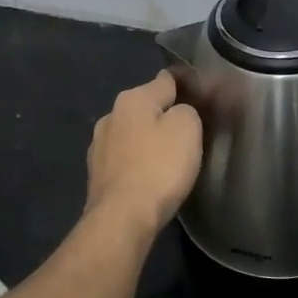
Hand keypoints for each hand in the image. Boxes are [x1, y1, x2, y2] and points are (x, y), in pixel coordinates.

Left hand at [83, 71, 202, 236]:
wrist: (122, 217)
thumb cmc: (159, 167)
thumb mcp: (187, 128)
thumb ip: (187, 110)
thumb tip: (177, 113)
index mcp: (132, 99)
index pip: (165, 80)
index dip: (185, 85)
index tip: (200, 95)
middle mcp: (109, 116)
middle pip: (145, 108)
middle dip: (164, 116)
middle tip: (188, 132)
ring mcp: (99, 146)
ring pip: (132, 134)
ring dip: (147, 141)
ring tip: (168, 158)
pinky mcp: (96, 174)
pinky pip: (124, 159)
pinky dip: (136, 163)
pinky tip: (148, 177)